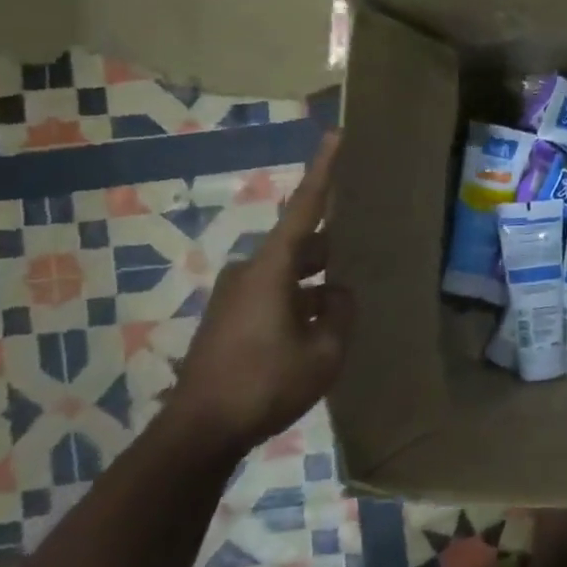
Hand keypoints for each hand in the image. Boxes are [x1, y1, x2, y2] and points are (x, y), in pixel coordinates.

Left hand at [166, 132, 353, 458]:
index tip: (335, 136)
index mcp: (272, 270)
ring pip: (290, 272)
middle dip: (333, 242)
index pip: (304, 210)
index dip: (323, 172)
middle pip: (300, 243)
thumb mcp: (325, 351)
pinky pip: (277, 293)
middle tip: (366, 237)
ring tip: (351, 290)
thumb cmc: (266, 384)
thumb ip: (340, 312)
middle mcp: (251, 272)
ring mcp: (237, 296)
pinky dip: (302, 297)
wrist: (201, 430)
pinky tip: (323, 322)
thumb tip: (336, 293)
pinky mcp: (231, 319)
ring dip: (318, 278)